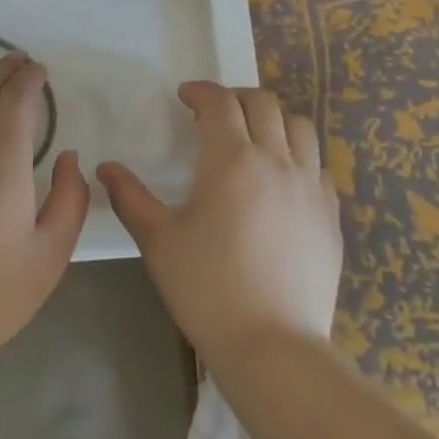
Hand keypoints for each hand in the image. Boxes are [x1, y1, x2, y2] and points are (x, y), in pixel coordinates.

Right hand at [98, 81, 339, 365]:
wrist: (273, 347)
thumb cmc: (207, 288)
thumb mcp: (158, 241)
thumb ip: (130, 198)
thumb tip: (106, 168)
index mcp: (232, 159)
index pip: (220, 102)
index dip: (201, 91)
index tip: (185, 97)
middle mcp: (276, 160)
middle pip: (263, 103)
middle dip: (237, 98)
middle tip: (216, 113)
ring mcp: (311, 187)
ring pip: (300, 127)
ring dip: (274, 120)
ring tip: (255, 137)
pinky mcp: (331, 216)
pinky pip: (320, 167)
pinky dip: (300, 157)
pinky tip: (285, 180)